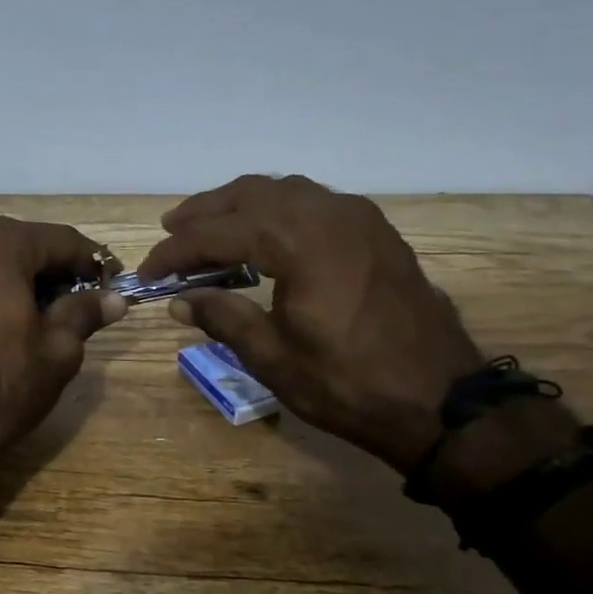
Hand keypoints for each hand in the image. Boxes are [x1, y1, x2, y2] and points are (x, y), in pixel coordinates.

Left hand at [0, 216, 126, 467]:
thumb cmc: (0, 384)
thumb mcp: (58, 351)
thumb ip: (84, 313)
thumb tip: (113, 299)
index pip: (62, 240)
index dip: (91, 263)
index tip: (111, 286)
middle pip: (21, 247)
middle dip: (51, 273)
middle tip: (77, 307)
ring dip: (16, 282)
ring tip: (36, 320)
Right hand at [139, 175, 483, 471]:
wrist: (444, 404)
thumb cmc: (350, 385)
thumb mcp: (274, 358)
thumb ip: (222, 318)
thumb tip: (180, 300)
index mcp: (300, 242)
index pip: (219, 233)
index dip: (176, 251)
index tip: (148, 272)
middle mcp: (328, 214)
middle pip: (249, 194)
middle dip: (203, 213)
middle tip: (170, 233)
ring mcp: (358, 218)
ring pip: (283, 189)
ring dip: (239, 204)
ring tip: (209, 228)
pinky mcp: (375, 231)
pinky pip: (313, 200)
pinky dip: (276, 209)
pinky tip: (263, 235)